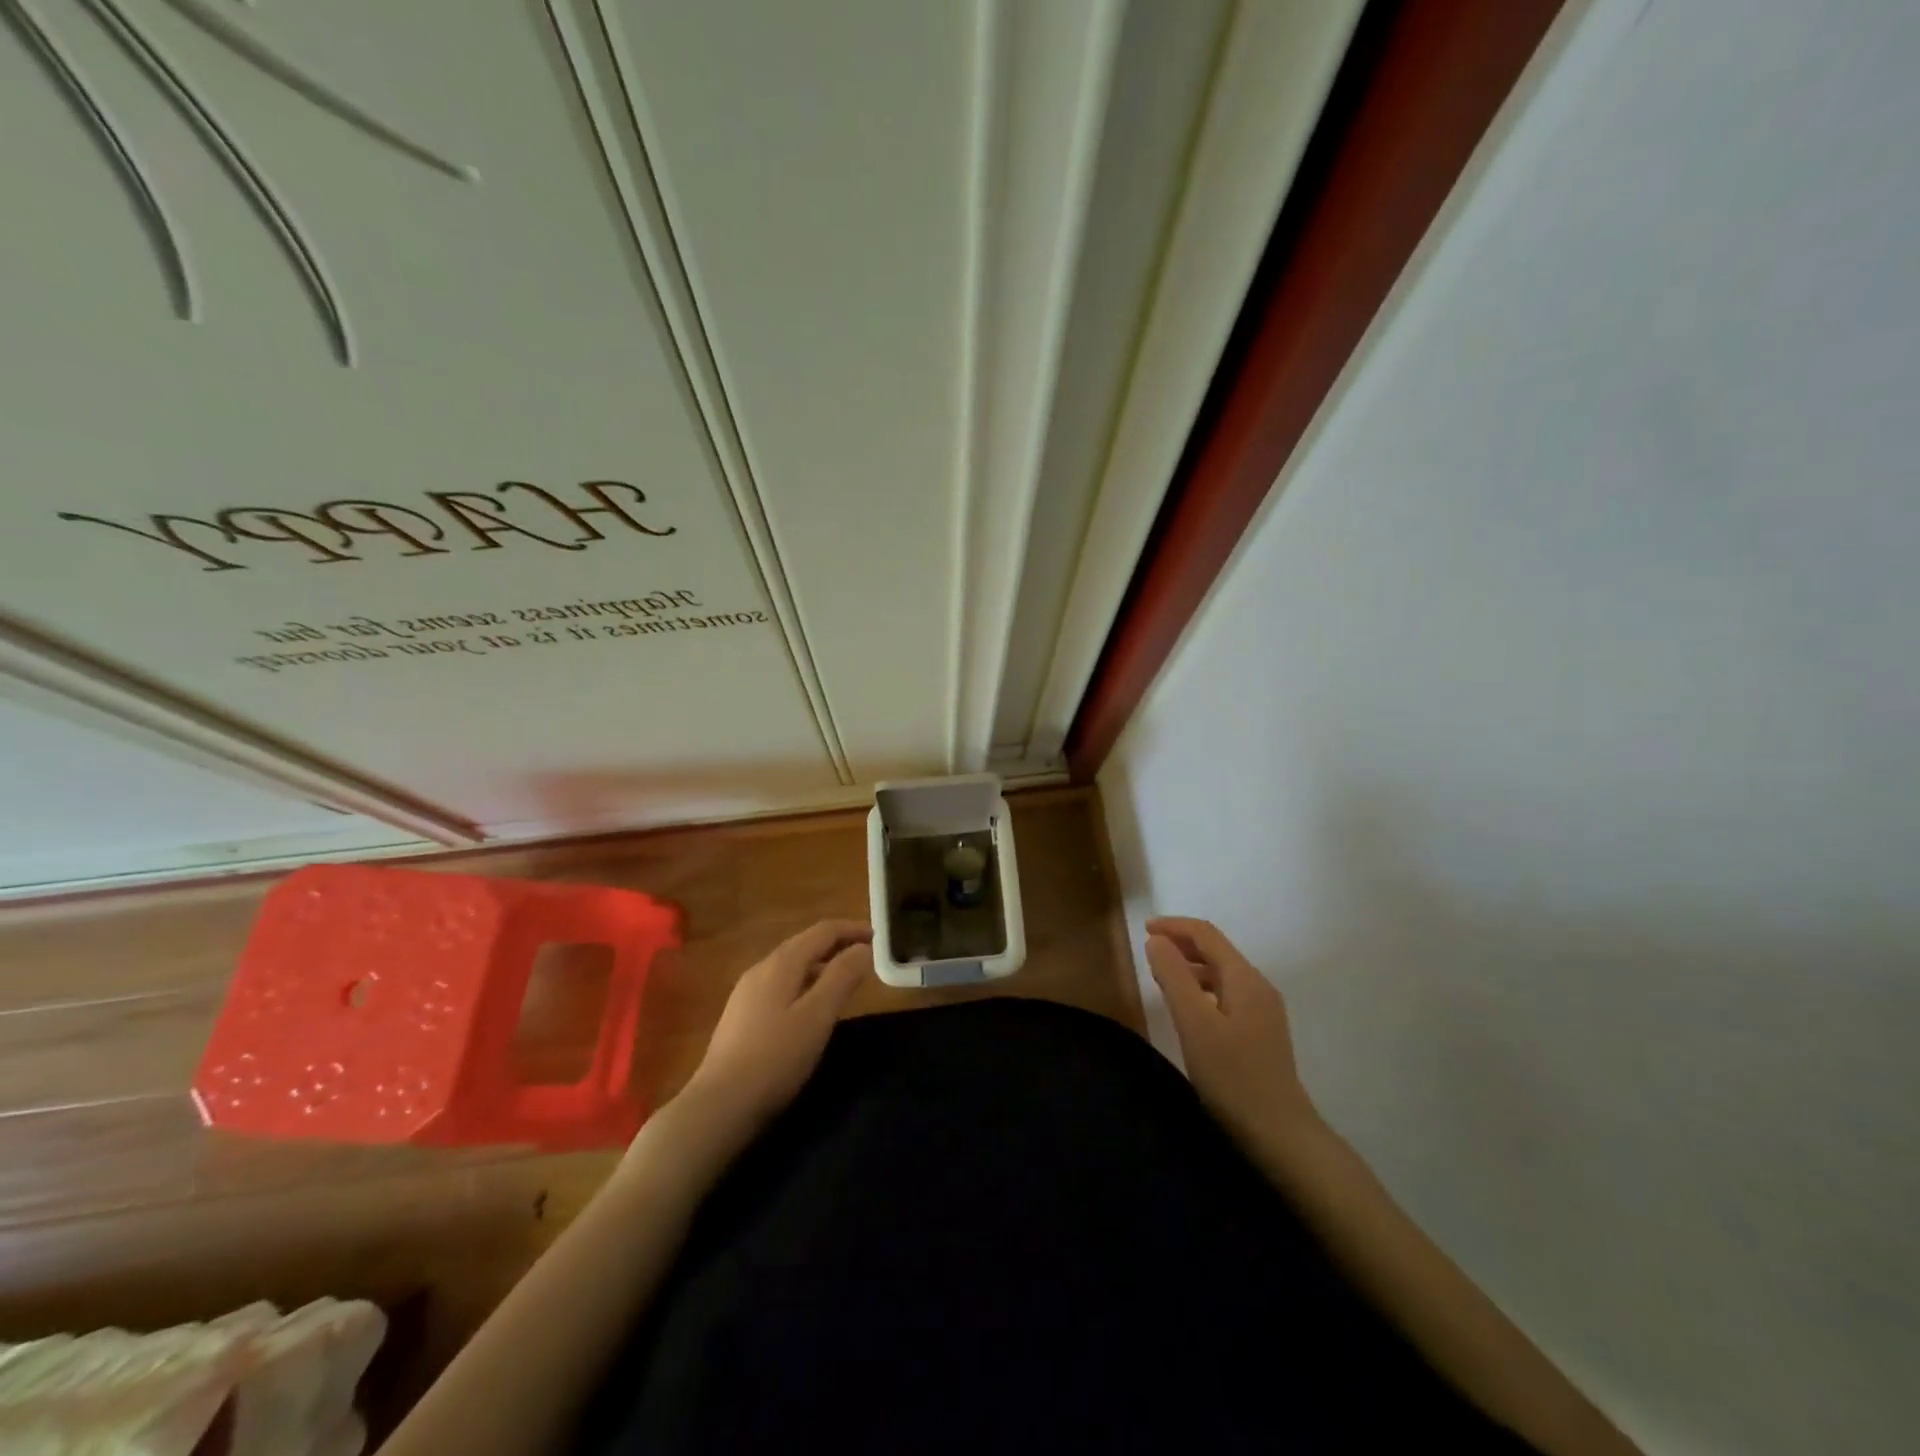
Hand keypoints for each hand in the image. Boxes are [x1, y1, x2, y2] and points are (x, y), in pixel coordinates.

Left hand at [676, 920, 872, 1140]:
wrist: (719, 1105)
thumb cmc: (775, 1058)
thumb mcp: (817, 1016)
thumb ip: (842, 977)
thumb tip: (863, 948)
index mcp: (781, 964)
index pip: (822, 931)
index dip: (852, 929)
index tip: (879, 937)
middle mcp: (761, 969)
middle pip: (805, 944)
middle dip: (837, 944)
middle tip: (866, 956)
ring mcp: (747, 993)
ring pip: (792, 966)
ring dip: (821, 964)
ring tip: (845, 979)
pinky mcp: (742, 1016)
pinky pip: (781, 985)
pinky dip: (805, 983)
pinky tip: (811, 1006)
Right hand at [1146, 917, 1320, 1154]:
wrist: (1280, 1135)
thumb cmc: (1233, 1076)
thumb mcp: (1195, 1023)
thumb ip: (1174, 977)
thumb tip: (1157, 941)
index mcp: (1245, 978)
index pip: (1206, 934)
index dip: (1174, 926)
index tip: (1144, 929)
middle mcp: (1258, 987)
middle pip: (1216, 950)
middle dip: (1182, 944)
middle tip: (1149, 951)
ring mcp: (1262, 1011)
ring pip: (1221, 974)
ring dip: (1190, 967)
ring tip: (1161, 977)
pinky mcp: (1260, 1033)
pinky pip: (1225, 994)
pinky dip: (1201, 989)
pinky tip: (1188, 1009)